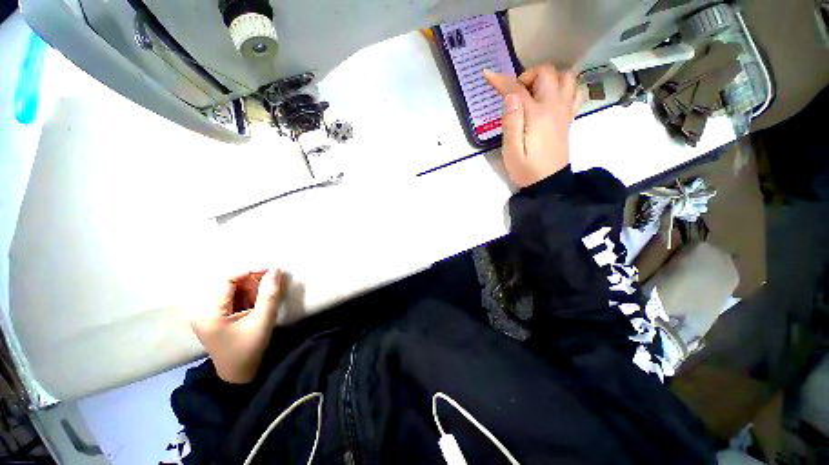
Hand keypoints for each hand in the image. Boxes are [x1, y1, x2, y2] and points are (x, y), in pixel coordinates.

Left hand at [190, 268, 282, 383]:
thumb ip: (269, 294)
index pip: (228, 280)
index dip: (250, 272)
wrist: (238, 374)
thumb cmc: (249, 349)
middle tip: (268, 292)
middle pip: (229, 284)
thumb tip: (276, 269)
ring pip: (232, 290)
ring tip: (261, 303)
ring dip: (250, 291)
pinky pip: (231, 298)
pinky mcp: (213, 317)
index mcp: (209, 312)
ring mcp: (206, 314)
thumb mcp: (263, 321)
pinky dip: (246, 298)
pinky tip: (254, 307)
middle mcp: (202, 310)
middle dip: (252, 284)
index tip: (272, 273)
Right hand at [484, 65, 583, 187]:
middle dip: (527, 76)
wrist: (548, 183)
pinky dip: (565, 85)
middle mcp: (554, 106)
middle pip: (546, 72)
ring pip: (565, 76)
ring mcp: (565, 110)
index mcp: (536, 115)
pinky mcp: (569, 117)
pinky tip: (553, 96)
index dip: (501, 81)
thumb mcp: (511, 151)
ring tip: (534, 92)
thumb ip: (511, 122)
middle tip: (516, 94)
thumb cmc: (526, 169)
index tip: (488, 75)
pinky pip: (576, 90)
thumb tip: (510, 95)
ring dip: (548, 77)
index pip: (517, 89)